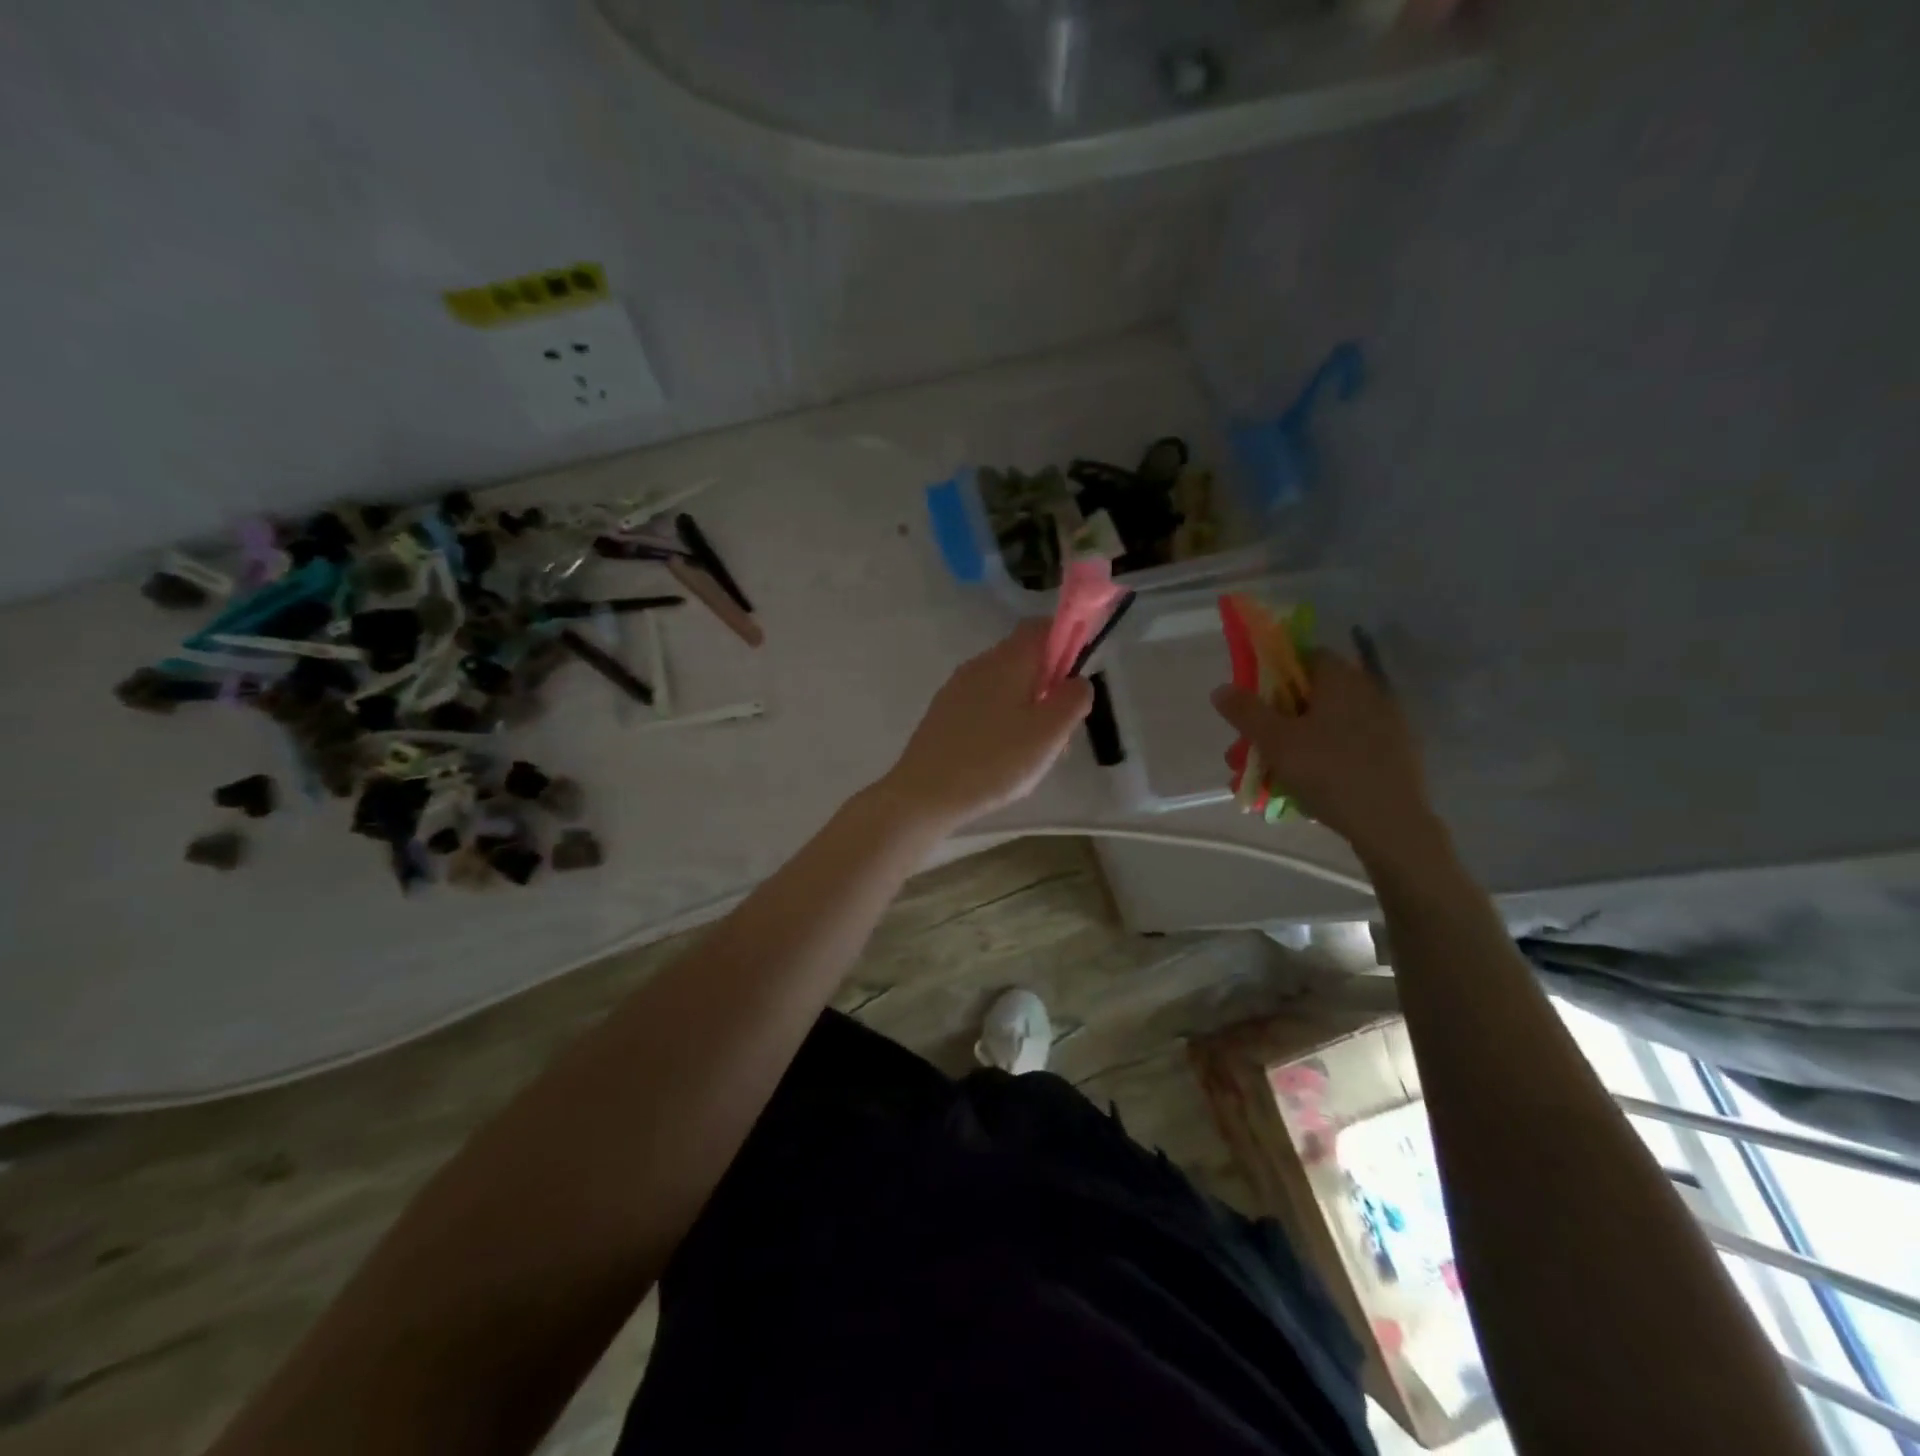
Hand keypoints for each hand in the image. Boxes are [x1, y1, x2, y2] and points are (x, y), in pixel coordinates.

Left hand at [879, 621, 1093, 832]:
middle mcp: (979, 664)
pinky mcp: (943, 713)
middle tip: (1058, 731)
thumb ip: (1073, 699)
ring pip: (1004, 686)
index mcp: (1008, 660)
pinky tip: (1001, 759)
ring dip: (1026, 709)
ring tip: (1032, 754)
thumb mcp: (1049, 732)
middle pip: (1023, 659)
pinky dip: (1001, 722)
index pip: (1041, 627)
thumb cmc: (995, 761)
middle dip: (1048, 687)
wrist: (925, 793)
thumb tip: (1077, 680)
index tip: (1075, 681)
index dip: (1066, 643)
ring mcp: (957, 688)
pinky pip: (983, 706)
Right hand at [1211, 649, 1439, 866]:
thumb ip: (1246, 712)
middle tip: (1253, 749)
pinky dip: (1323, 759)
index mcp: (1341, 679)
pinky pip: (1348, 747)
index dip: (1275, 674)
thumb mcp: (1275, 741)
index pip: (1305, 656)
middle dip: (1278, 719)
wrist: (1390, 823)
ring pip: (1328, 726)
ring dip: (1296, 744)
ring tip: (1270, 777)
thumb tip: (1221, 689)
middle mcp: (1368, 692)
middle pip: (1313, 695)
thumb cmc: (1327, 771)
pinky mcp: (1395, 754)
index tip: (1255, 702)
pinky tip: (1307, 788)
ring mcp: (1386, 724)